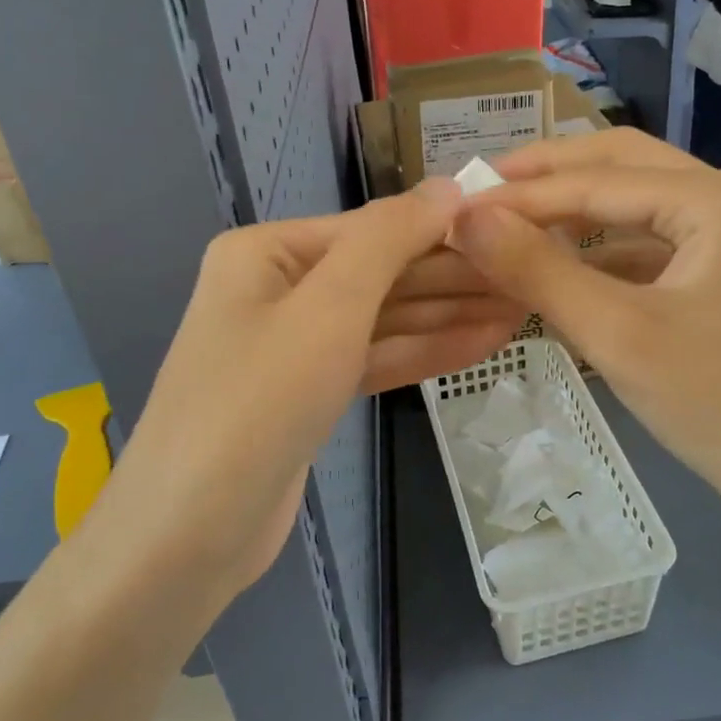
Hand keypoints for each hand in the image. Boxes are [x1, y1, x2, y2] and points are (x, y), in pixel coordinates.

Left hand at [89, 179, 520, 604]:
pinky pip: (375, 357)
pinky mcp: (310, 392)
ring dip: (449, 315)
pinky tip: (483, 344)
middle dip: (453, 278)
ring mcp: (295, 344)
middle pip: (382, 273)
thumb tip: (449, 186)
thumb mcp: (328, 307)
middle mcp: (278, 288)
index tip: (514, 231)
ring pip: (384, 319)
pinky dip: (424, 352)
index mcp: (267, 252)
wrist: (190, 533)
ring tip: (522, 309)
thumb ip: (390, 240)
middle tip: (530, 278)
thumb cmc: (257, 402)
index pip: (372, 228)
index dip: (443, 229)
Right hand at [451, 130, 720, 539]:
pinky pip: (658, 241)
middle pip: (625, 168)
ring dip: (577, 212)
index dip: (523, 193)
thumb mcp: (617, 334)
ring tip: (513, 222)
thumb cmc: (720, 404)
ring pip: (639, 204)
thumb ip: (537, 270)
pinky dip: (607, 249)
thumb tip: (465, 219)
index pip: (600, 180)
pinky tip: (565, 265)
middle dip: (551, 178)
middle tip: (485, 190)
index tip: (459, 204)